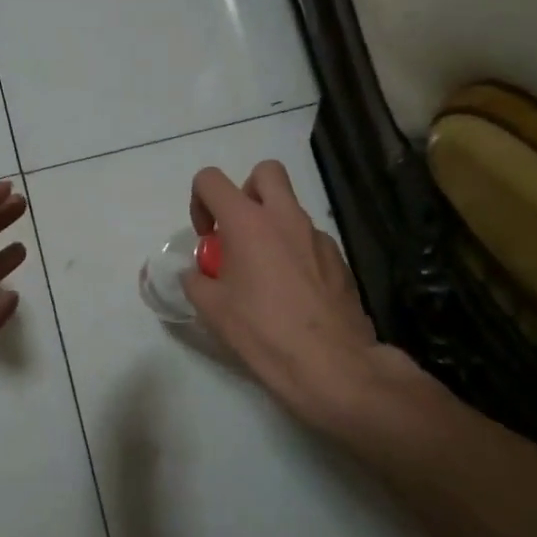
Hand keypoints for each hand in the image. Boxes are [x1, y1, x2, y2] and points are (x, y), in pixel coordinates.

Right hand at [184, 161, 431, 432]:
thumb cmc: (262, 331)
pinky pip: (310, 240)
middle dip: (246, 192)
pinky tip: (292, 293)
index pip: (211, 180)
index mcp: (248, 222)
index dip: (199, 201)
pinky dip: (296, 252)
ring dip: (272, 225)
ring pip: (291, 208)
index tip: (206, 237)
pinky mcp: (340, 260)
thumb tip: (197, 274)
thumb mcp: (211, 309)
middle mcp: (285, 218)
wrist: (331, 364)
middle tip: (238, 231)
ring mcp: (318, 237)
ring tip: (264, 272)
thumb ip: (196, 280)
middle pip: (265, 172)